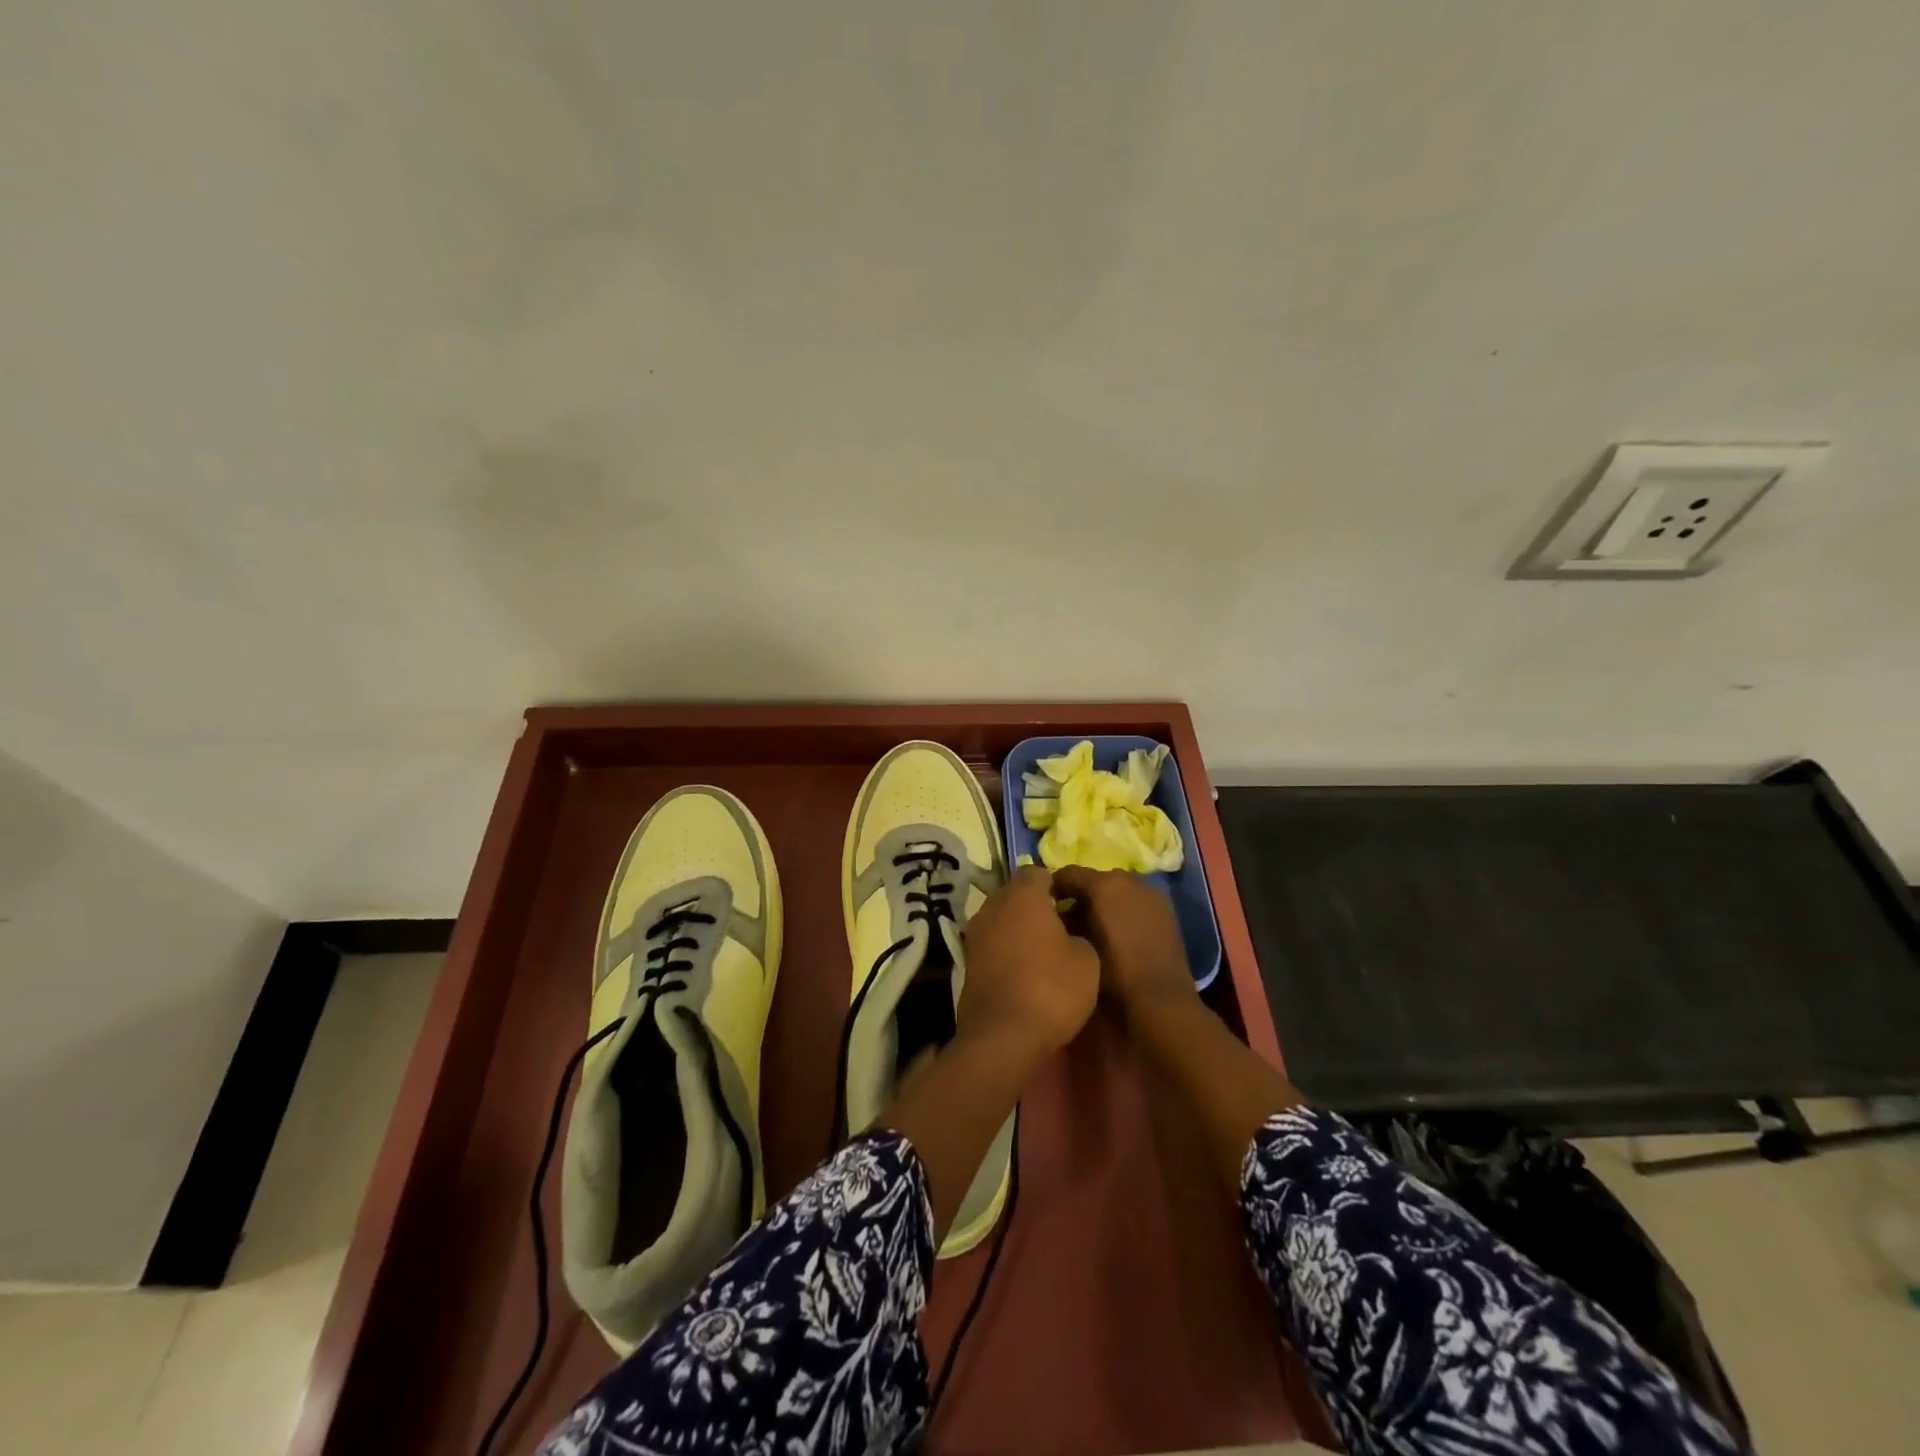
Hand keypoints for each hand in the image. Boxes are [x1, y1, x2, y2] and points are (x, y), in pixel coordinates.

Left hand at [959, 865, 1099, 1058]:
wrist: (1003, 1037)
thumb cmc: (1052, 989)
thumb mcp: (1087, 960)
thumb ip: (1079, 933)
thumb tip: (1070, 931)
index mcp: (1023, 895)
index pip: (1038, 872)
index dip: (1057, 884)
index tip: (1073, 903)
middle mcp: (993, 905)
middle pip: (1016, 893)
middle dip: (1036, 905)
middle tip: (1061, 926)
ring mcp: (975, 933)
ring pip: (1002, 918)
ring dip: (1019, 928)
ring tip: (1044, 951)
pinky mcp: (967, 961)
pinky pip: (992, 943)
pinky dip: (1006, 949)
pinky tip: (1024, 970)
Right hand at [1050, 867, 1196, 1023]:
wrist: (1160, 1001)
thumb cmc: (1112, 973)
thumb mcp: (1077, 945)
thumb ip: (1065, 920)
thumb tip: (1058, 913)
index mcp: (1105, 884)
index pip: (1068, 874)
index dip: (1053, 888)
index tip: (1041, 906)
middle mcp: (1130, 880)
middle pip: (1095, 881)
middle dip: (1079, 897)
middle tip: (1065, 922)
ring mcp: (1152, 894)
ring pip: (1117, 892)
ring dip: (1102, 905)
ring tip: (1090, 931)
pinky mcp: (1166, 912)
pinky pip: (1136, 903)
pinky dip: (1123, 912)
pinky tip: (1116, 936)